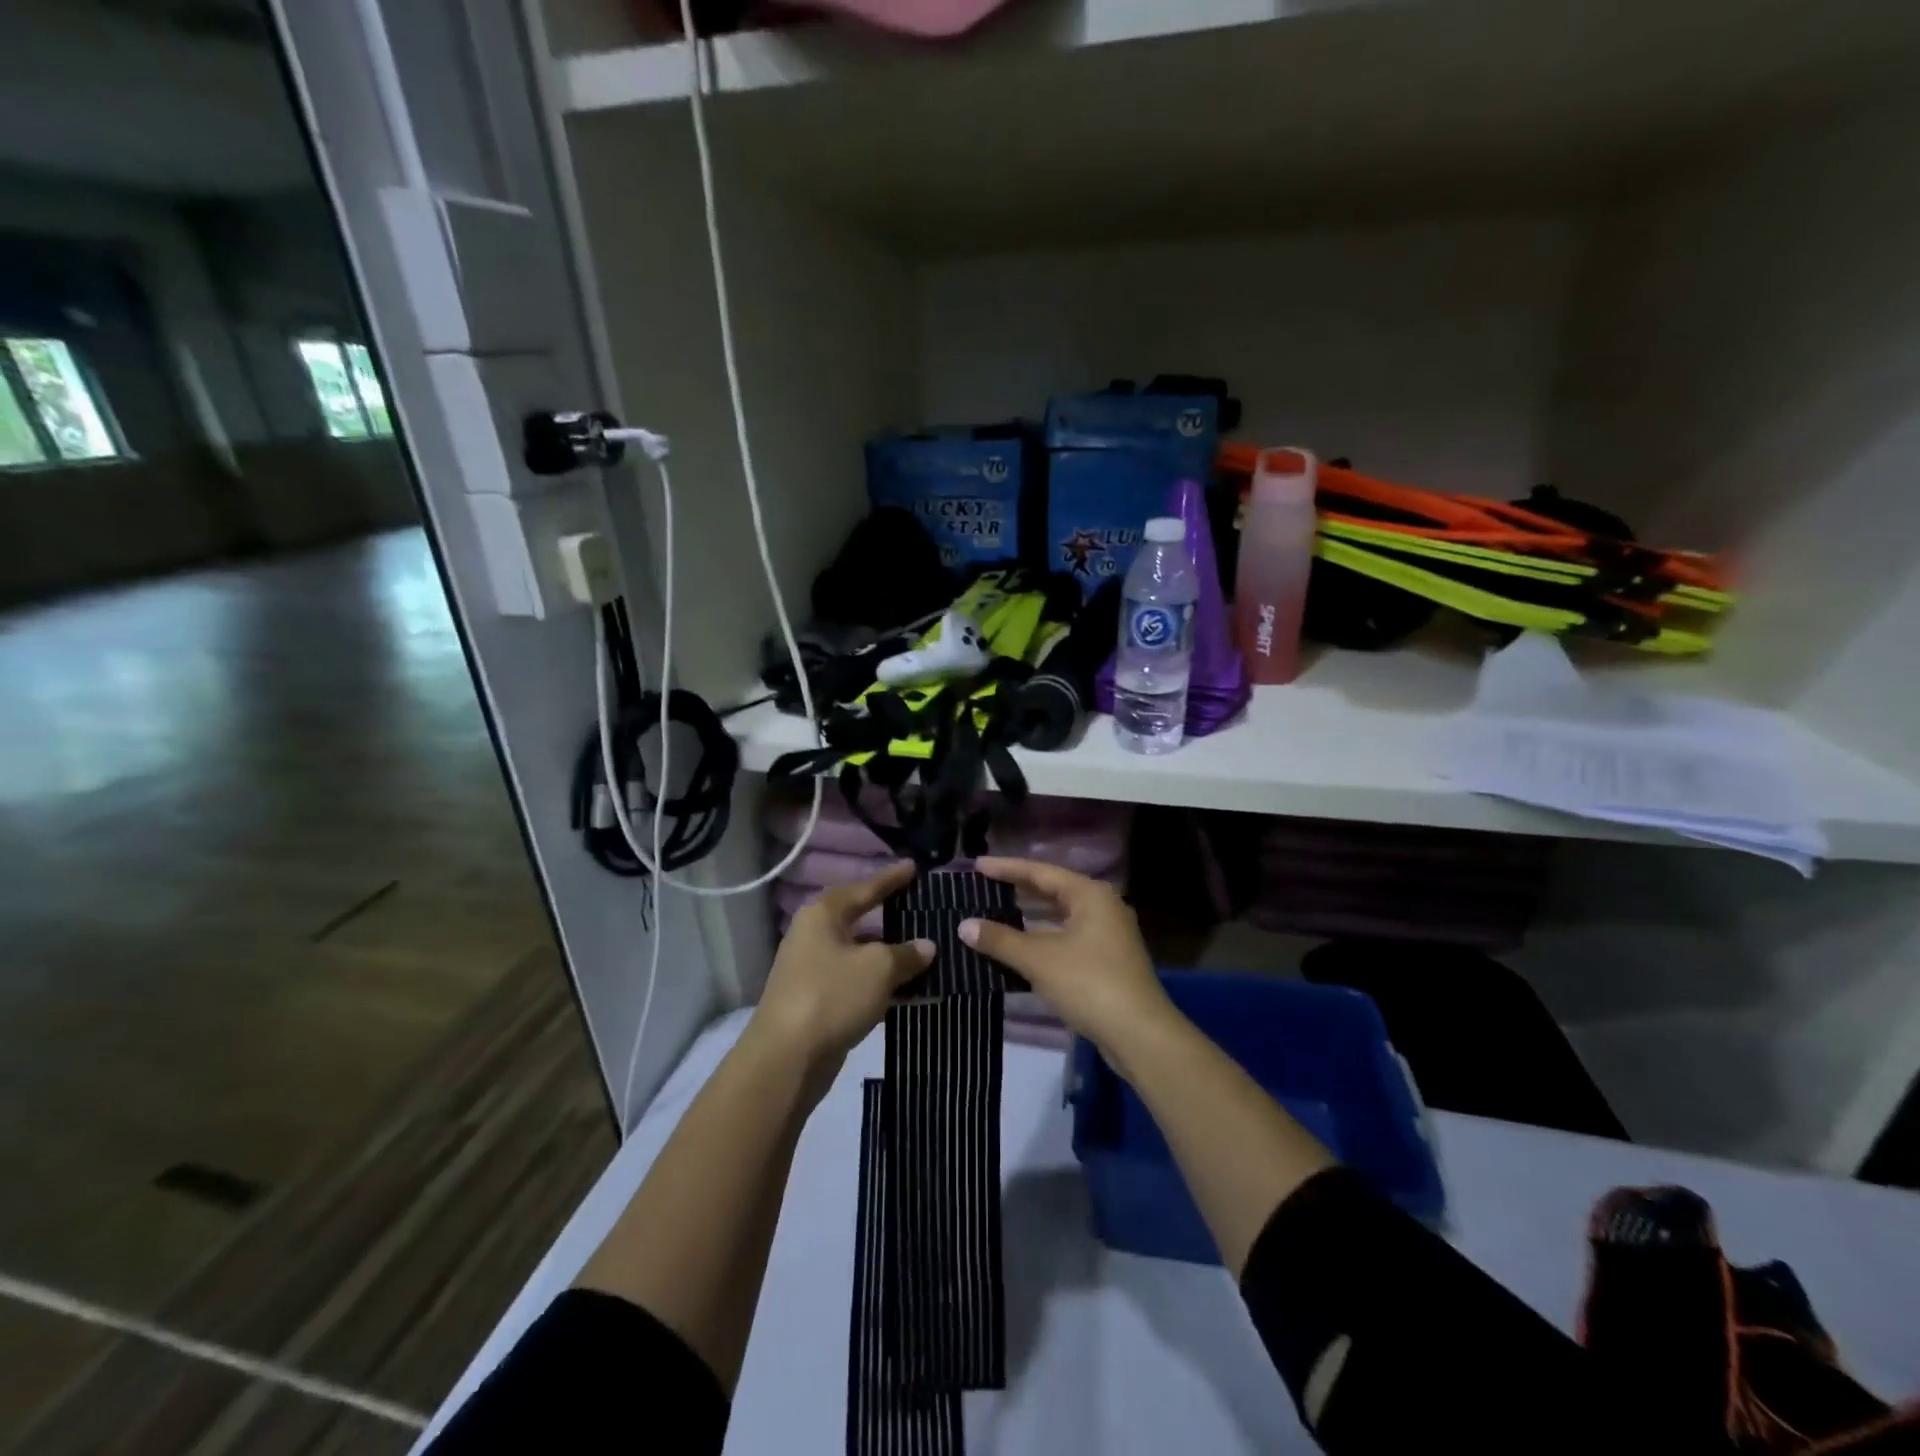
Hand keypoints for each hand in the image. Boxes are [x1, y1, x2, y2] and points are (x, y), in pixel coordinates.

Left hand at [750, 862, 933, 1072]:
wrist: (786, 1059)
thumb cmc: (832, 995)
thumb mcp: (878, 969)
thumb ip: (906, 953)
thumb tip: (926, 946)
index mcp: (823, 915)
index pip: (865, 888)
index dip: (892, 878)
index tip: (915, 867)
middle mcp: (815, 936)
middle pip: (862, 921)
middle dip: (895, 920)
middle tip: (926, 912)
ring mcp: (814, 971)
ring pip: (863, 956)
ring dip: (894, 959)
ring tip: (930, 956)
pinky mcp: (819, 1003)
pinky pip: (859, 984)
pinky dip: (884, 986)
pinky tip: (914, 993)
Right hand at [959, 858, 1177, 1062]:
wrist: (1140, 1034)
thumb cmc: (1089, 984)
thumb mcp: (1039, 959)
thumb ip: (1000, 939)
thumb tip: (964, 925)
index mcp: (1090, 895)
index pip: (1040, 872)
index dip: (1007, 868)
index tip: (977, 865)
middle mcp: (1103, 907)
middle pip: (1053, 890)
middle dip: (1018, 890)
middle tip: (984, 886)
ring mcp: (1109, 935)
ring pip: (1061, 916)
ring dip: (1030, 916)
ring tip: (996, 913)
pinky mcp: (1108, 961)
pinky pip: (1068, 938)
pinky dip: (1043, 938)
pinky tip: (1021, 947)